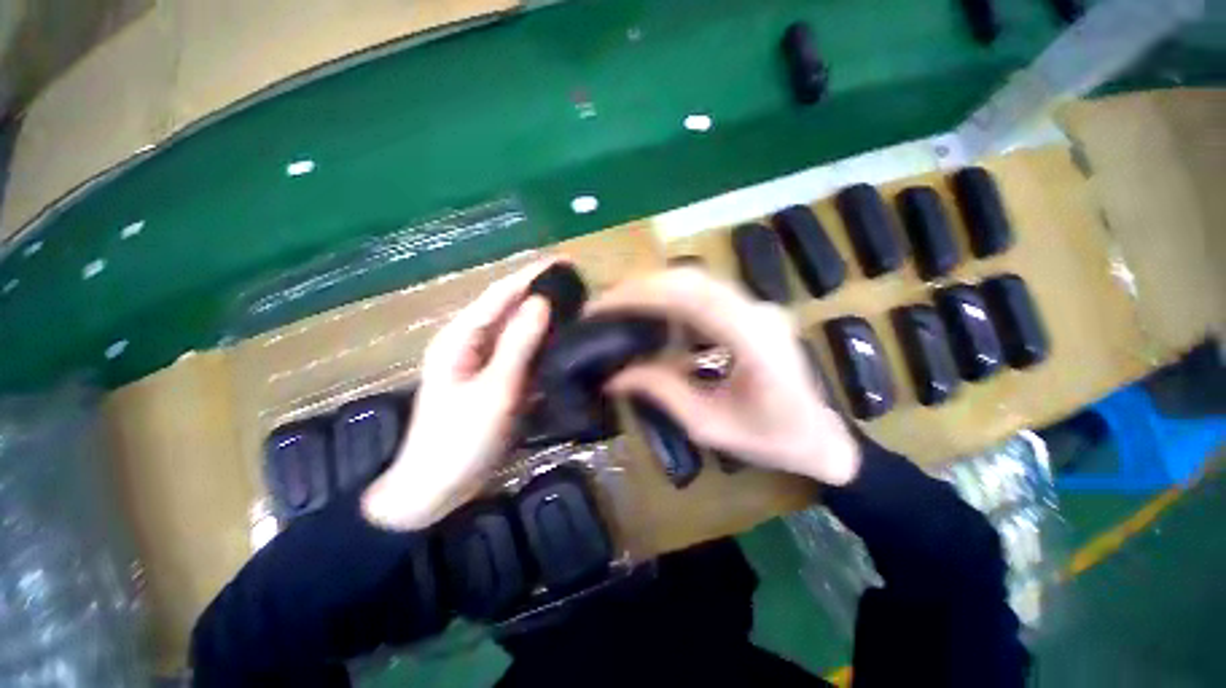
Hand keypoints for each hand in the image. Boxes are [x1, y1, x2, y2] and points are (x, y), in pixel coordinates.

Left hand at [362, 260, 554, 529]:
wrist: (436, 489)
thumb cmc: (459, 439)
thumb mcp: (494, 390)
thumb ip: (518, 345)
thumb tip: (542, 302)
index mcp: (462, 337)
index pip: (501, 294)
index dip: (532, 275)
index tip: (565, 262)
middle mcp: (472, 342)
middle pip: (511, 309)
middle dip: (542, 294)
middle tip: (580, 286)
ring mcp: (485, 362)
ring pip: (519, 331)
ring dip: (546, 319)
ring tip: (579, 308)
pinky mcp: (496, 380)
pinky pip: (523, 354)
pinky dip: (543, 345)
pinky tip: (565, 342)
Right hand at [588, 268, 860, 485]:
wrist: (820, 436)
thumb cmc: (773, 440)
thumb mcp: (710, 425)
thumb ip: (662, 392)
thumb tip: (614, 375)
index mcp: (755, 341)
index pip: (694, 298)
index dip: (644, 294)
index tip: (604, 305)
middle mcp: (758, 312)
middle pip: (692, 280)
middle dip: (640, 286)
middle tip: (602, 304)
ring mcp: (757, 307)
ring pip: (696, 282)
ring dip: (653, 288)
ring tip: (617, 306)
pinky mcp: (750, 311)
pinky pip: (704, 295)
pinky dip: (669, 298)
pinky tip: (649, 314)